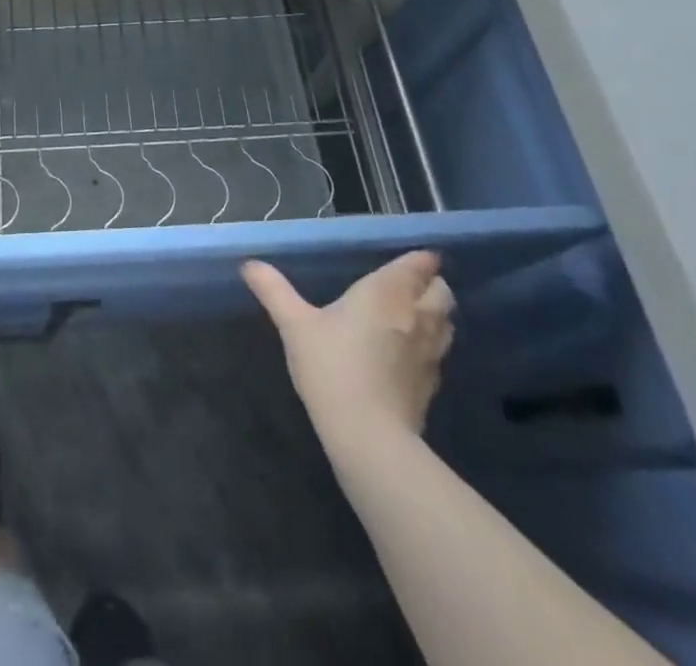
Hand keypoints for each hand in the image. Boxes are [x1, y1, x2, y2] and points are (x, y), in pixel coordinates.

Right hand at [243, 252, 454, 443]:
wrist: (369, 437)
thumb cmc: (331, 367)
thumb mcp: (294, 325)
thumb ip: (274, 290)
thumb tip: (248, 264)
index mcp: (387, 292)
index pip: (419, 265)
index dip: (420, 259)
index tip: (413, 258)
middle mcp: (416, 315)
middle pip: (442, 292)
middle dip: (431, 284)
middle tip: (408, 285)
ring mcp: (430, 352)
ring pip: (446, 322)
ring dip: (435, 314)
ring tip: (411, 315)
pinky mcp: (432, 385)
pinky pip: (439, 353)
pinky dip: (430, 346)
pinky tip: (407, 354)